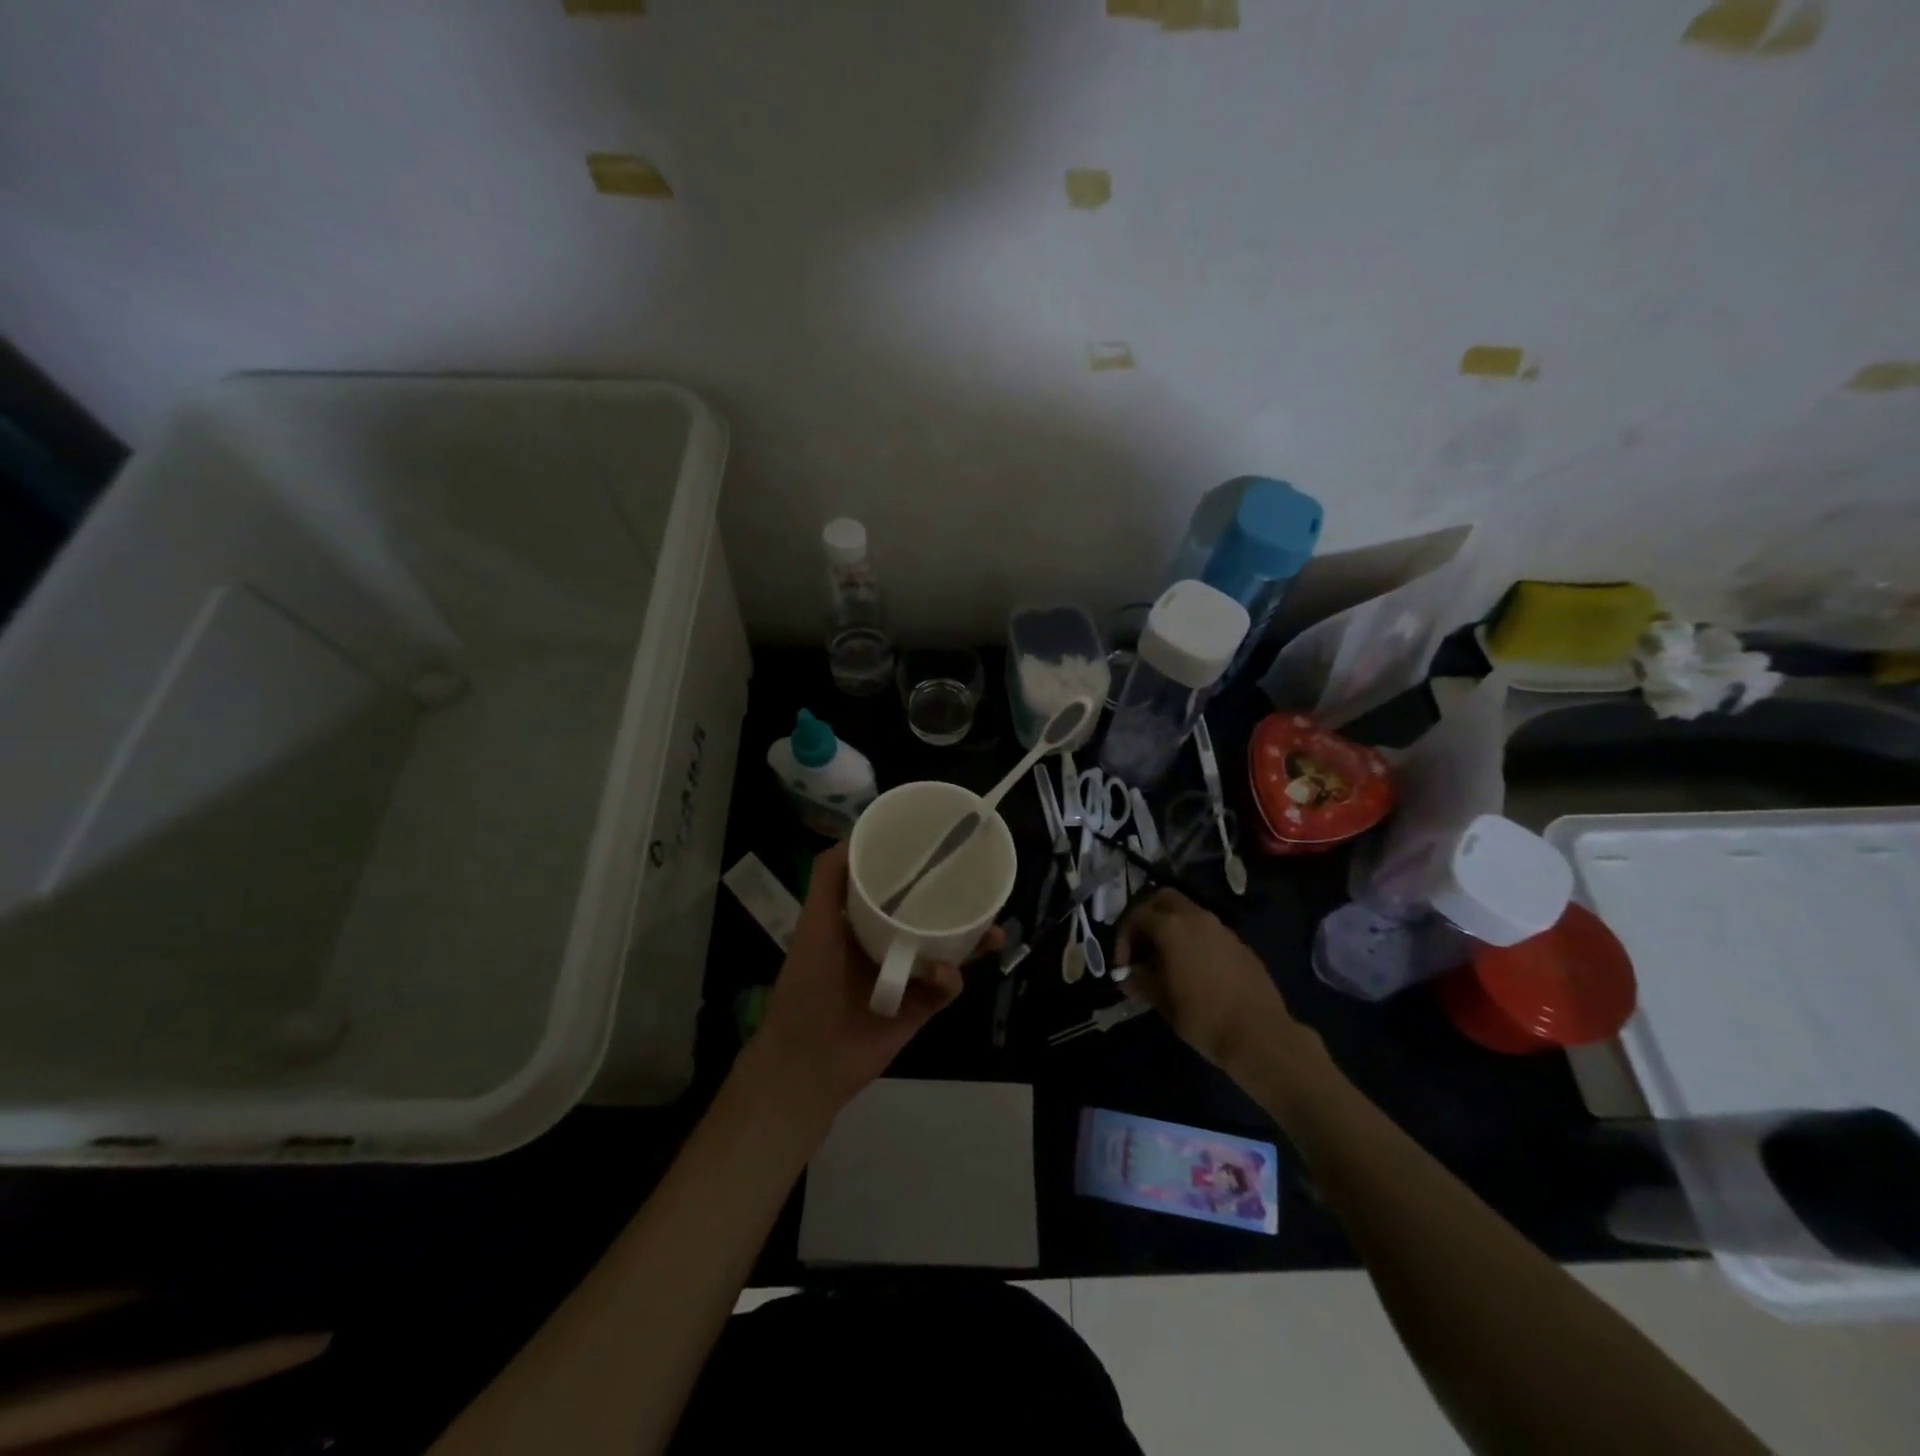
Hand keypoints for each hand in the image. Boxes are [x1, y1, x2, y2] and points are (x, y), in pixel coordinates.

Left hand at [746, 842, 999, 1123]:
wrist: (808, 1058)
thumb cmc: (807, 982)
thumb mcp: (813, 921)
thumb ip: (828, 877)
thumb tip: (856, 833)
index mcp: (863, 920)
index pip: (897, 885)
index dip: (920, 867)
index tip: (943, 847)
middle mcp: (889, 942)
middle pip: (932, 915)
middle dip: (960, 903)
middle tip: (982, 888)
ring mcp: (908, 975)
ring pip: (949, 950)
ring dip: (973, 940)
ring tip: (994, 931)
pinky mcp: (921, 1008)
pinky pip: (946, 988)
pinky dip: (949, 978)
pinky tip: (943, 973)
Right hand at [1116, 889, 1300, 1071]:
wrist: (1260, 1035)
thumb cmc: (1203, 1017)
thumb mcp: (1162, 1002)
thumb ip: (1141, 982)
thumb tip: (1129, 977)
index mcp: (1172, 927)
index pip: (1137, 915)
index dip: (1123, 938)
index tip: (1123, 965)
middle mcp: (1196, 918)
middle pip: (1164, 899)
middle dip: (1148, 916)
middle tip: (1142, 946)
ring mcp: (1222, 929)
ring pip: (1189, 913)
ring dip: (1173, 928)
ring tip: (1167, 961)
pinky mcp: (1240, 944)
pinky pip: (1209, 932)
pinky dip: (1194, 940)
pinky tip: (1195, 970)